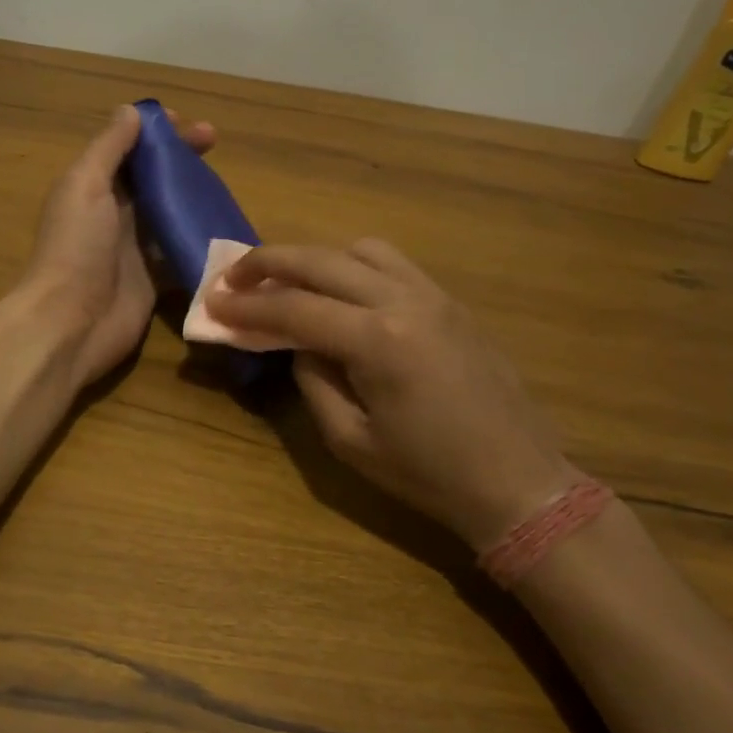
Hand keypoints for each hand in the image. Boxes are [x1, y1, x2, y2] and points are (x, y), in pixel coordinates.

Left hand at [17, 104, 215, 389]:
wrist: (71, 322)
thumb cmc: (76, 246)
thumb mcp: (85, 184)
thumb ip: (108, 148)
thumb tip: (132, 110)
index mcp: (94, 186)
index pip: (129, 149)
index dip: (156, 133)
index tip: (188, 123)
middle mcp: (114, 213)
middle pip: (153, 176)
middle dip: (182, 158)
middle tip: (215, 141)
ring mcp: (136, 247)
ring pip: (170, 211)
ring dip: (194, 195)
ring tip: (226, 183)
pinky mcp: (154, 278)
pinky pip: (180, 251)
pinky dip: (199, 238)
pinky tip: (226, 226)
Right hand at [207, 240, 573, 550]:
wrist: (518, 482)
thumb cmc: (429, 475)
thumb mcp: (351, 440)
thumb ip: (314, 382)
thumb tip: (300, 345)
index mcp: (379, 341)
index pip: (295, 309)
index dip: (247, 305)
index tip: (213, 301)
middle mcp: (406, 301)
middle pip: (323, 260)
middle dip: (270, 262)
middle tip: (234, 276)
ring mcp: (434, 296)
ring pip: (361, 250)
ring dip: (316, 258)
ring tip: (291, 284)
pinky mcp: (451, 303)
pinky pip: (393, 265)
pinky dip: (354, 266)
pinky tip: (342, 295)